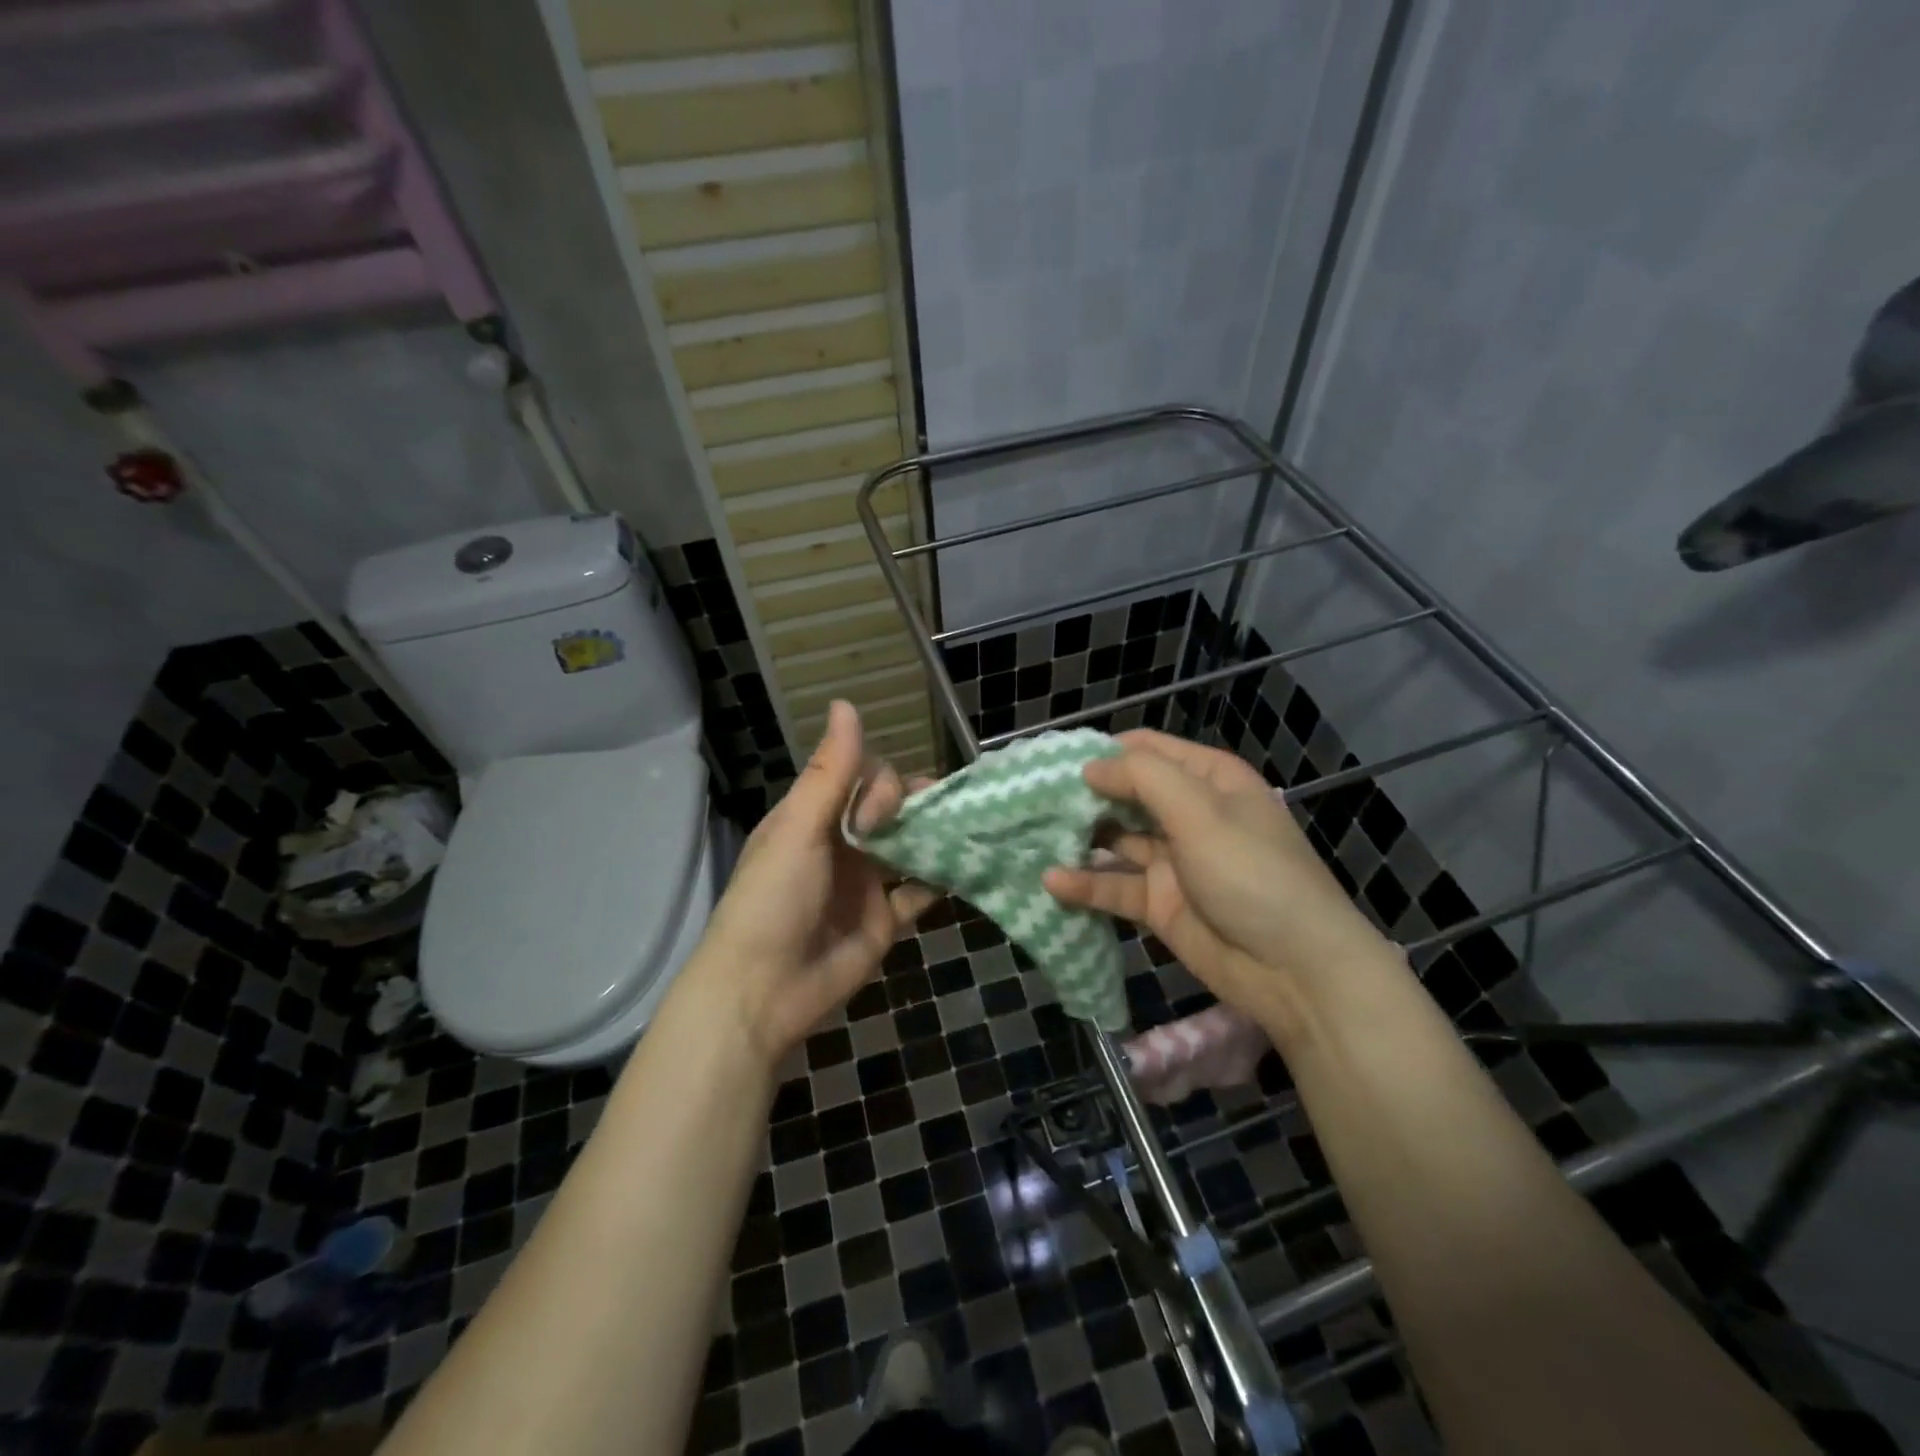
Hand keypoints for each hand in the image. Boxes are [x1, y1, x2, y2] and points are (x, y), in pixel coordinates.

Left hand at [681, 701, 937, 1066]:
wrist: (763, 991)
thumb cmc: (773, 900)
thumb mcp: (798, 829)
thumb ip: (831, 771)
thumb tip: (846, 703)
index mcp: (813, 818)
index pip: (860, 778)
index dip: (881, 784)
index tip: (881, 811)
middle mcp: (841, 845)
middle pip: (888, 809)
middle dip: (914, 803)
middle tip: (938, 810)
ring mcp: (864, 884)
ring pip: (906, 847)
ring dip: (933, 835)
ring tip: (966, 827)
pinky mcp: (883, 922)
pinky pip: (917, 894)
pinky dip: (940, 881)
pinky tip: (965, 869)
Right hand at [1043, 730, 1392, 1030]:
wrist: (1296, 972)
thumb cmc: (1253, 875)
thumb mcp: (1202, 814)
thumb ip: (1143, 779)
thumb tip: (1091, 766)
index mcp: (1210, 781)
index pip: (1149, 751)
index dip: (1105, 751)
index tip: (1056, 759)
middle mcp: (1190, 815)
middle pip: (1128, 795)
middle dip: (1085, 795)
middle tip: (1032, 799)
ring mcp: (1174, 862)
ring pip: (1117, 841)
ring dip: (1081, 839)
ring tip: (1033, 836)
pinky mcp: (1161, 904)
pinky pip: (1117, 887)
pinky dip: (1087, 885)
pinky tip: (1052, 883)